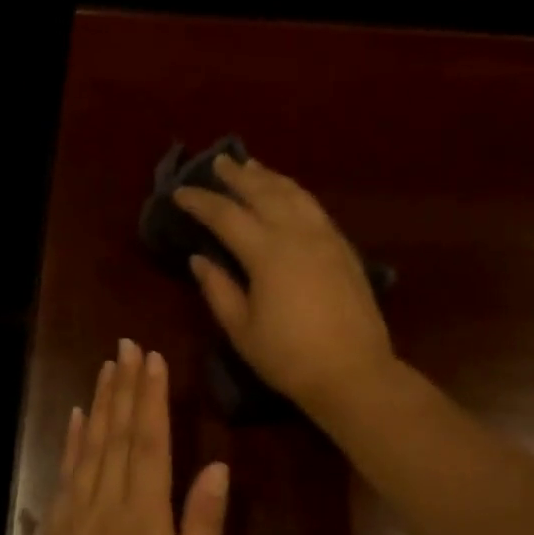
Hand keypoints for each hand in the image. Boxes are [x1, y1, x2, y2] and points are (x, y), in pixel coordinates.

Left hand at [37, 339, 230, 534]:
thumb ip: (204, 525)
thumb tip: (218, 466)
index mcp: (145, 516)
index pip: (150, 442)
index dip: (151, 397)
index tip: (152, 358)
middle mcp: (107, 505)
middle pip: (117, 435)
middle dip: (124, 387)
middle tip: (127, 346)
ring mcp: (77, 516)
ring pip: (88, 448)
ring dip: (97, 404)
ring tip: (105, 368)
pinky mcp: (59, 532)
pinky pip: (65, 474)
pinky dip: (70, 442)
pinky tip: (74, 419)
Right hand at [173, 154, 394, 415]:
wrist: (353, 372)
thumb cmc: (289, 357)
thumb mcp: (242, 330)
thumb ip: (218, 290)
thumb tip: (199, 258)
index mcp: (267, 253)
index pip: (226, 216)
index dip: (201, 202)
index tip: (180, 193)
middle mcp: (298, 234)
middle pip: (264, 193)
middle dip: (238, 176)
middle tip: (219, 162)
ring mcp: (326, 238)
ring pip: (295, 194)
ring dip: (270, 178)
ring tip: (253, 167)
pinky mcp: (344, 249)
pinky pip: (315, 208)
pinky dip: (296, 194)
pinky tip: (289, 196)